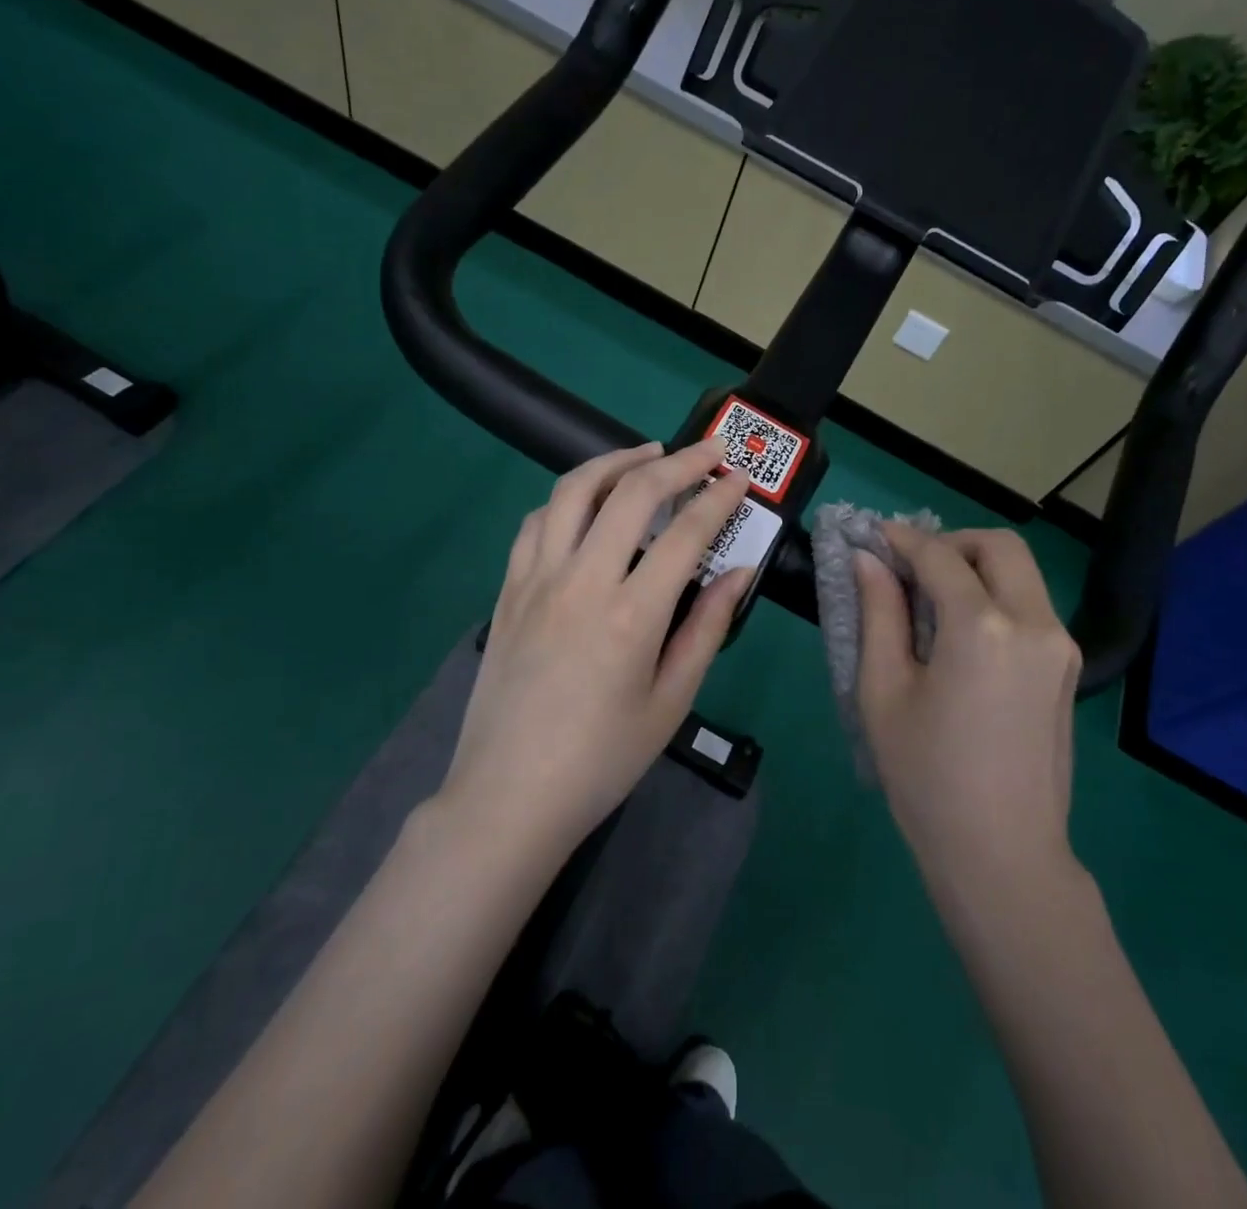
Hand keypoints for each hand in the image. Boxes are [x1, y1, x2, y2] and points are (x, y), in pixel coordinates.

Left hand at [444, 438, 752, 856]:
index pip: (684, 532)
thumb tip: (736, 574)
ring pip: (573, 492)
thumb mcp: (670, 703)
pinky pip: (537, 522)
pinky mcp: (508, 590)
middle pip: (631, 493)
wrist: (508, 797)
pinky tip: (587, 502)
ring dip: (615, 461)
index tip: (738, 479)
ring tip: (646, 455)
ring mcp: (536, 580)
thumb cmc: (602, 760)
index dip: (717, 498)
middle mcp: (581, 581)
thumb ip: (706, 629)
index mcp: (631, 615)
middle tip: (707, 450)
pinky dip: (568, 498)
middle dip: (677, 462)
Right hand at [854, 524, 1083, 899]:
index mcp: (984, 628)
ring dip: (976, 566)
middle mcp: (1034, 623)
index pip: (940, 556)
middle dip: (951, 541)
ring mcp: (1060, 646)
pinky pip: (1031, 606)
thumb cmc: (927, 777)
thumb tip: (867, 560)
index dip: (902, 539)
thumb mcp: (884, 691)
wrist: (1003, 855)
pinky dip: (995, 595)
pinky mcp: (1067, 669)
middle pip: (998, 546)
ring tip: (930, 597)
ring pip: (1021, 573)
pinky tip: (961, 630)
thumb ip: (878, 613)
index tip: (872, 535)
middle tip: (910, 565)